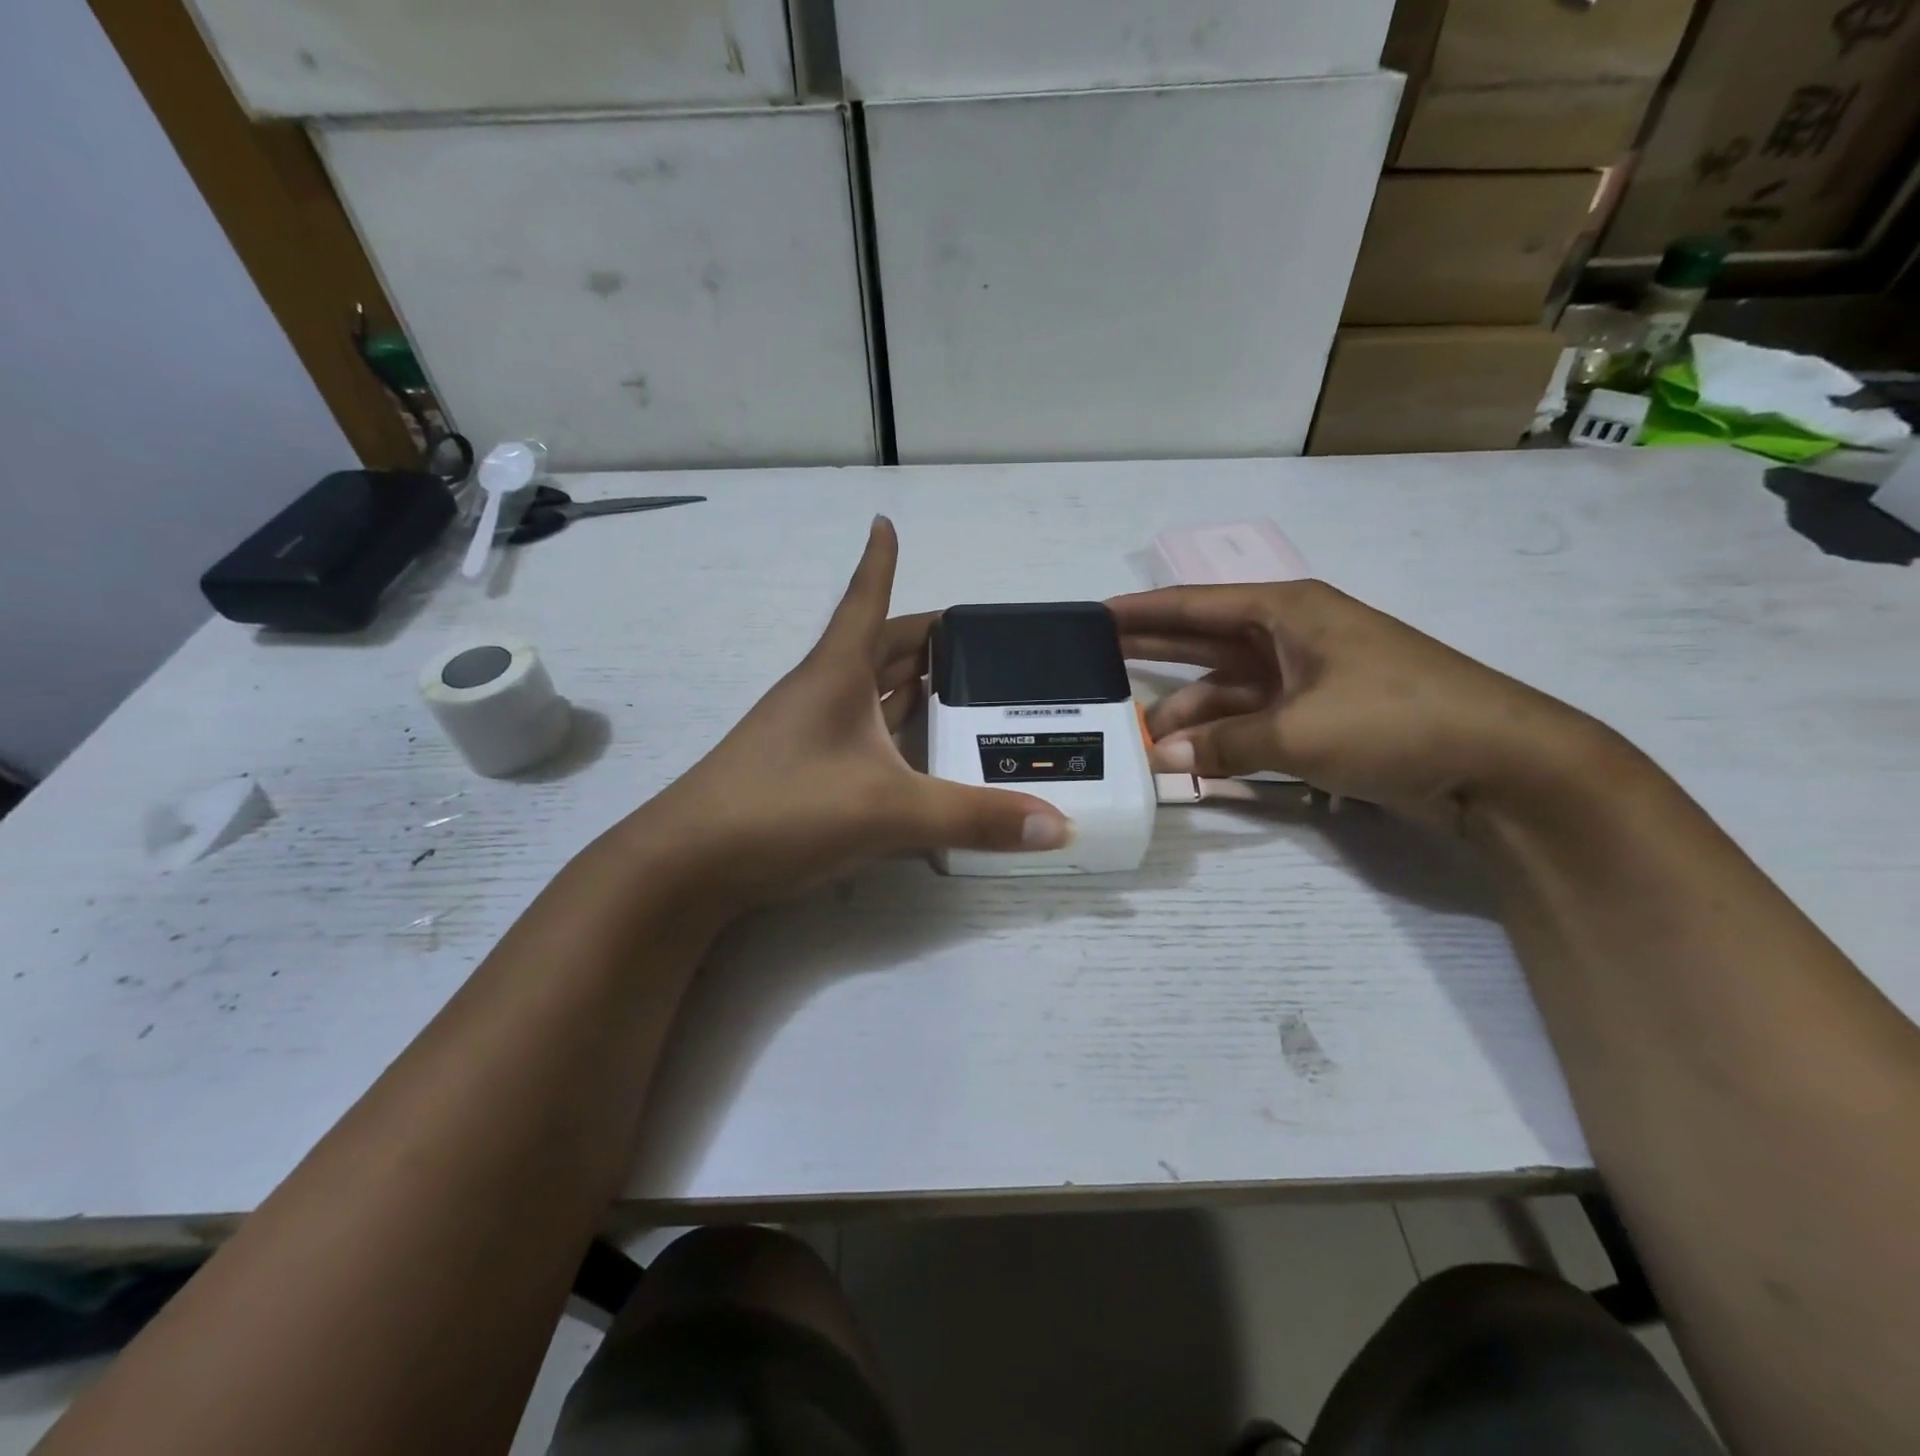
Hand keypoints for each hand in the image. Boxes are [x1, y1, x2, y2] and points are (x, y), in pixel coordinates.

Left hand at [643, 518, 1070, 905]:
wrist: (689, 865)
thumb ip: (973, 818)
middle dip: (925, 638)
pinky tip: (921, 751)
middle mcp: (822, 693)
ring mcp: (808, 734)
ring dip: (910, 684)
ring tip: (964, 687)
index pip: (866, 600)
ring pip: (870, 693)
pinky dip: (896, 732)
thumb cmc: (783, 808)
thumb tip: (1060, 828)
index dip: (879, 561)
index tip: (886, 521)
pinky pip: (863, 736)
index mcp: (836, 673)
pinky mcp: (804, 772)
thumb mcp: (888, 810)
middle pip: (878, 648)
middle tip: (980, 642)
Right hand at [1109, 580, 1606, 834]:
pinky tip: (1189, 756)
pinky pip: (1251, 719)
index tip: (1094, 617)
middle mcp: (1291, 636)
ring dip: (1187, 711)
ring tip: (1140, 737)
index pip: (1194, 604)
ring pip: (1226, 688)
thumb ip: (1223, 745)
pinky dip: (1221, 736)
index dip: (1141, 611)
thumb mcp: (1299, 732)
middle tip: (1095, 660)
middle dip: (1151, 650)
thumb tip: (1160, 758)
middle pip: (1204, 639)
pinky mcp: (1320, 716)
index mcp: (1287, 611)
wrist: (1503, 764)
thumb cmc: (1397, 722)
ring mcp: (1306, 678)